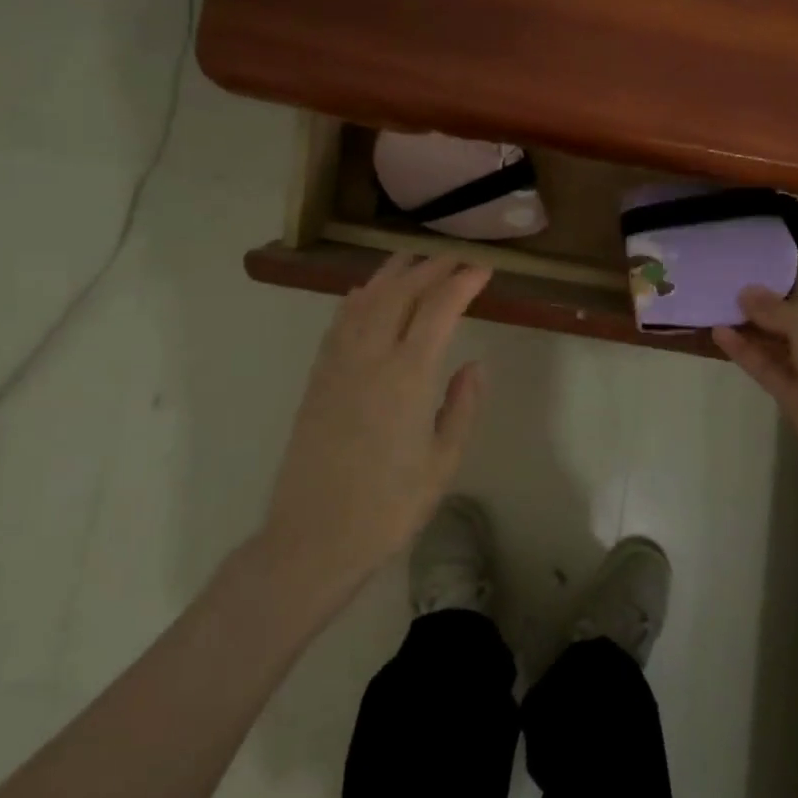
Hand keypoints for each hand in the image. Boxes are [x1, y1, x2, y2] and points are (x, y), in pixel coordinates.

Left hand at [261, 254, 490, 595]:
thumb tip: (474, 364)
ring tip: (415, 259)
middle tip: (456, 258)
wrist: (314, 538)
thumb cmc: (388, 507)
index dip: (462, 282)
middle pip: (400, 293)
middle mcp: (369, 358)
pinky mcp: (317, 378)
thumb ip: (461, 407)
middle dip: (430, 268)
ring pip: (365, 300)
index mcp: (407, 377)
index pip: (438, 310)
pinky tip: (369, 294)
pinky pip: (340, 321)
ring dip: (393, 274)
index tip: (483, 270)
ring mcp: (337, 365)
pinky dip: (360, 297)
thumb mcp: (443, 463)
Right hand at [714, 286, 797, 493]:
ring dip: (750, 332)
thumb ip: (774, 308)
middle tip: (725, 298)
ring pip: (778, 348)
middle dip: (763, 312)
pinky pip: (768, 369)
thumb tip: (746, 292)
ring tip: (716, 313)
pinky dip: (746, 353)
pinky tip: (720, 335)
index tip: (749, 288)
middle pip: (794, 324)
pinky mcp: (796, 398)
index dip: (782, 294)